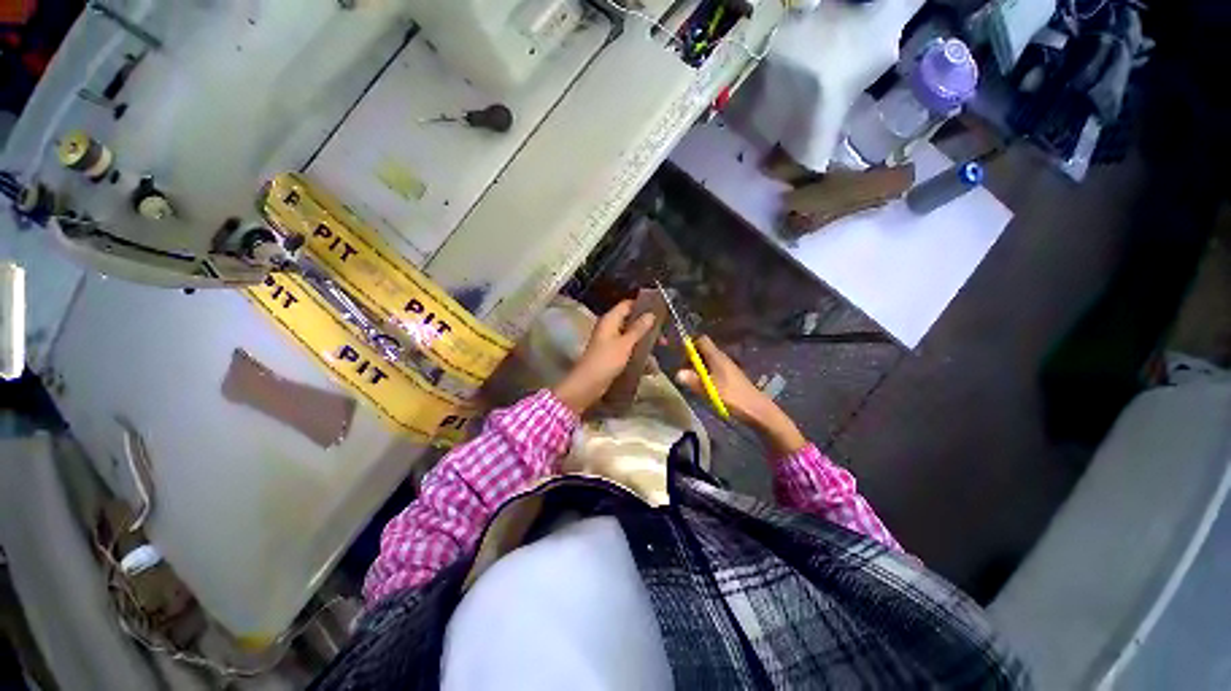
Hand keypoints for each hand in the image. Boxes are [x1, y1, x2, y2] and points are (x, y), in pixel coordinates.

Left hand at [552, 300, 656, 414]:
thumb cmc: (606, 360)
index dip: (642, 305)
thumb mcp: (625, 343)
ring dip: (646, 345)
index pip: (627, 305)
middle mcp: (610, 328)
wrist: (588, 384)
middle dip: (648, 329)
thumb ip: (638, 329)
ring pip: (632, 338)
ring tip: (661, 353)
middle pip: (632, 322)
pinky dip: (639, 357)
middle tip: (664, 337)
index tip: (660, 310)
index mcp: (610, 320)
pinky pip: (629, 351)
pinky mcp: (613, 356)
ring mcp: (611, 343)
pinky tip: (651, 367)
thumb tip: (651, 314)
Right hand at [675, 336, 807, 456]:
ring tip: (693, 382)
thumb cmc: (733, 397)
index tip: (682, 359)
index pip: (701, 340)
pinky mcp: (730, 377)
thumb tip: (677, 373)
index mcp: (716, 357)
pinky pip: (714, 370)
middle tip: (685, 373)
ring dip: (698, 369)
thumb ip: (692, 381)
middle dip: (692, 359)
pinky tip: (705, 388)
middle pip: (703, 350)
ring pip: (708, 361)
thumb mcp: (709, 389)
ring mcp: (727, 367)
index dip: (690, 346)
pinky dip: (706, 375)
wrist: (757, 410)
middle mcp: (722, 358)